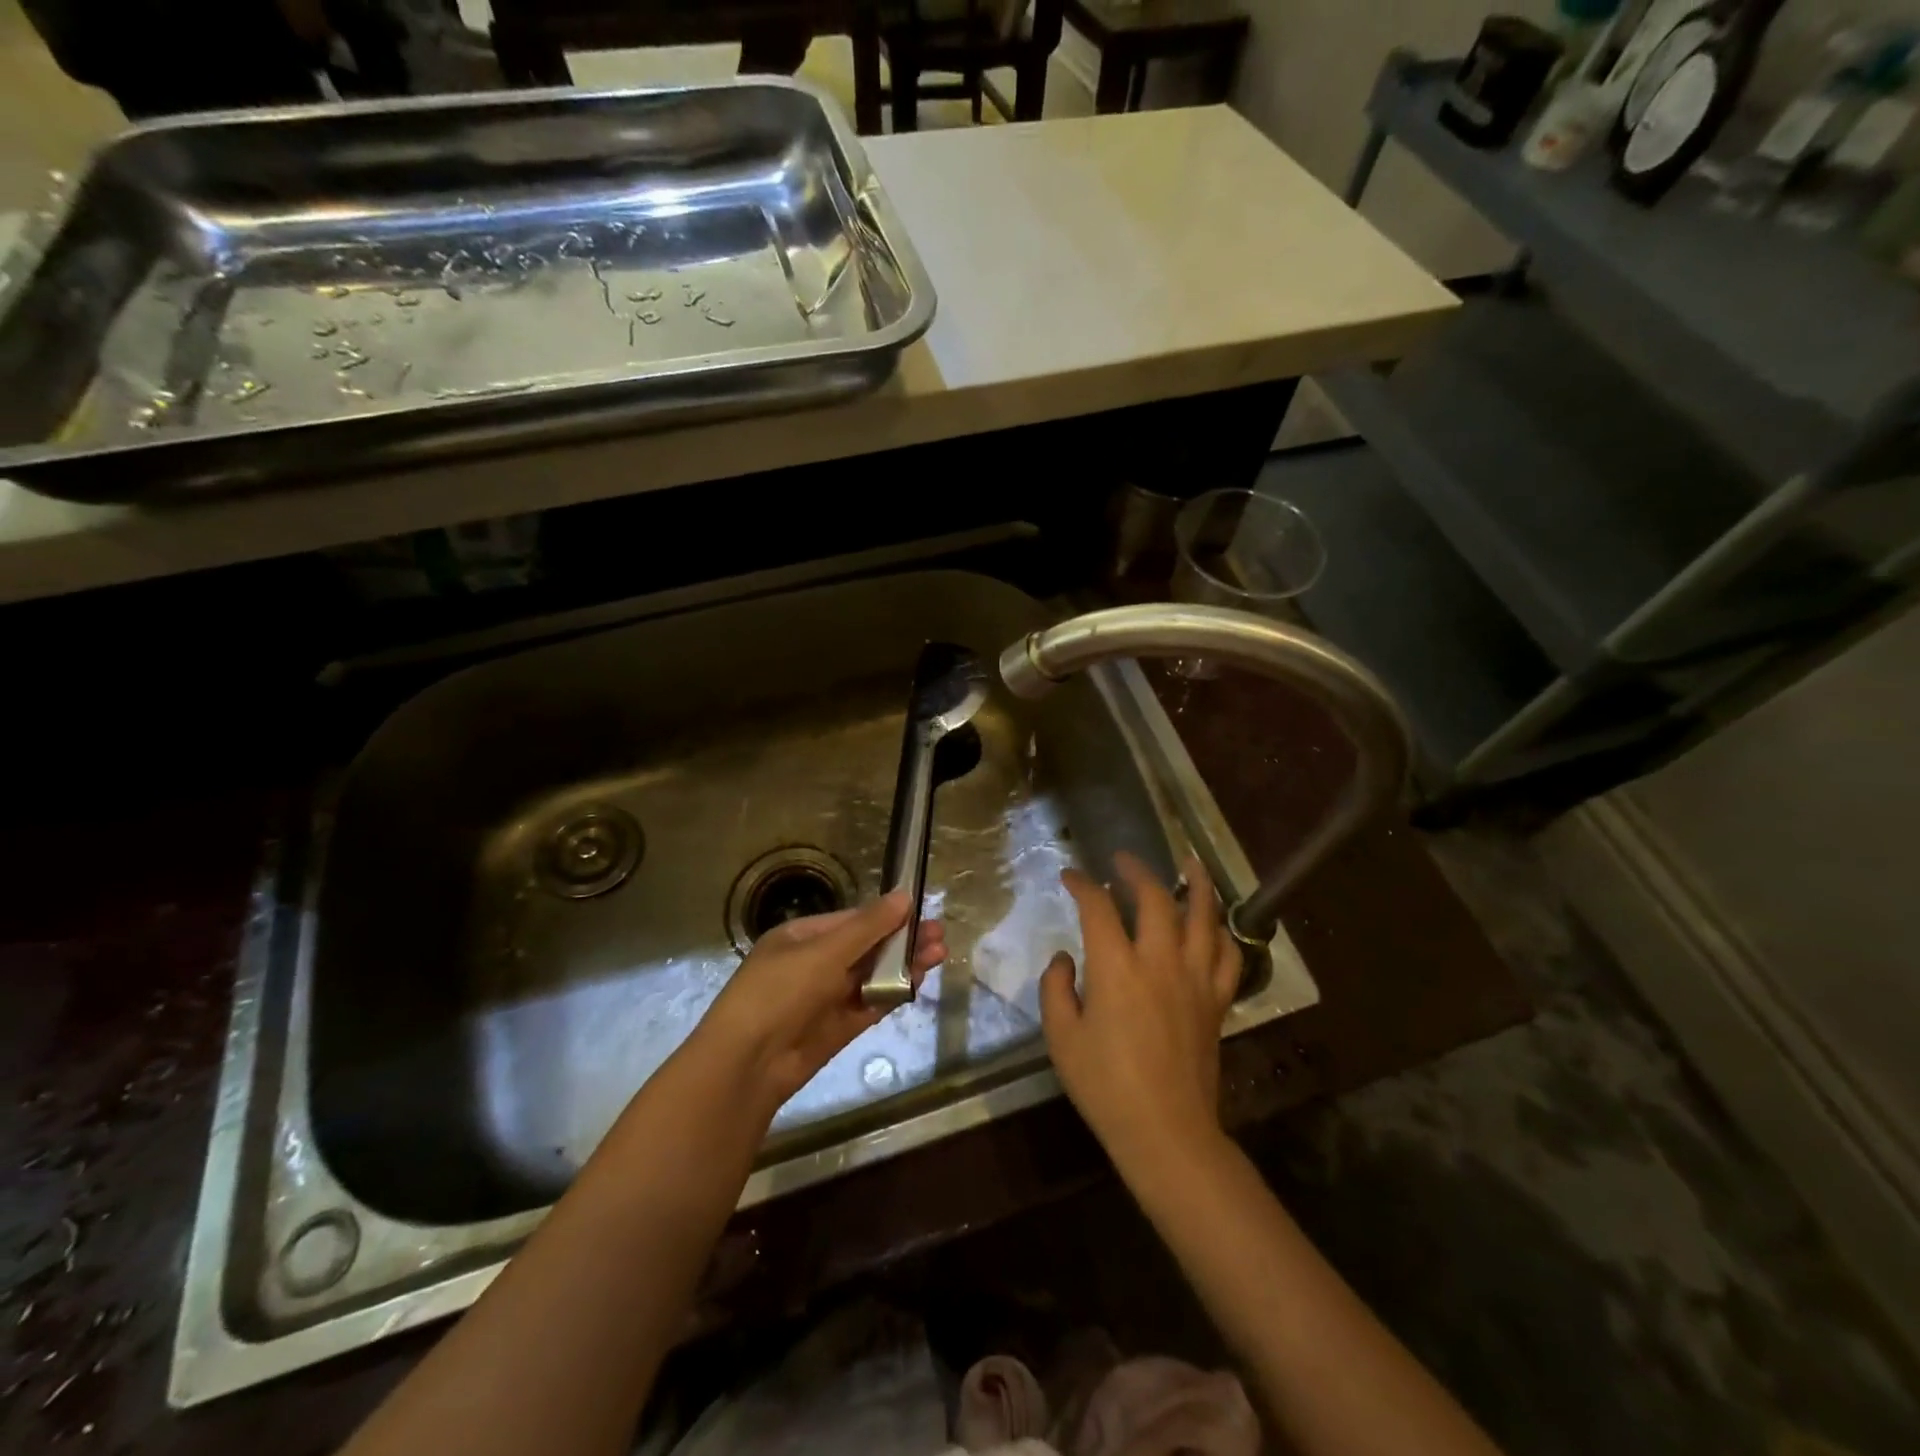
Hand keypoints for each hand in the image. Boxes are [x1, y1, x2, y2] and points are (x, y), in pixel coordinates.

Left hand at [701, 890, 945, 1111]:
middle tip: (940, 935)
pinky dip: (893, 993)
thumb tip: (904, 895)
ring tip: (939, 956)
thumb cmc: (781, 992)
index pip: (851, 921)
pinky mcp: (836, 1028)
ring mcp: (825, 998)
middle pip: (865, 948)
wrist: (747, 1065)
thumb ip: (868, 927)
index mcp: (801, 938)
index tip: (921, 912)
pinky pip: (869, 1004)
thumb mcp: (825, 952)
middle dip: (901, 941)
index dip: (887, 916)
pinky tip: (919, 982)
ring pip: (871, 976)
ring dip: (903, 966)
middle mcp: (813, 964)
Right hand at [1041, 852, 1240, 1173]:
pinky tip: (1213, 925)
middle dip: (1136, 871)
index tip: (1071, 876)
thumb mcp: (1061, 1037)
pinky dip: (1221, 932)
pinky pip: (1228, 955)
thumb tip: (1065, 958)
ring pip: (1204, 917)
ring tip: (1188, 863)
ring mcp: (1195, 979)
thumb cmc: (1105, 1086)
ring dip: (1196, 884)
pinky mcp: (1217, 1000)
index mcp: (1117, 969)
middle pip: (1155, 898)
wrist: (1166, 1131)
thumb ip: (1056, 988)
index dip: (1082, 884)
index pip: (1098, 908)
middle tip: (1122, 860)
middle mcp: (1160, 962)